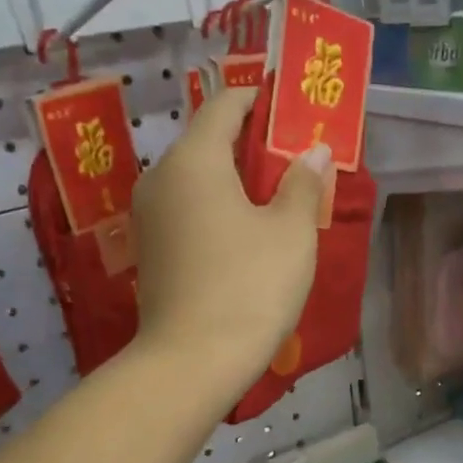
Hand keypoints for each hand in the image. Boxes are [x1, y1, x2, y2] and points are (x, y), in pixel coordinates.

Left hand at [130, 85, 332, 398]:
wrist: (191, 363)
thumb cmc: (249, 287)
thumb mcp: (291, 232)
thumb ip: (304, 183)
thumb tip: (313, 152)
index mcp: (193, 159)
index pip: (225, 105)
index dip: (260, 100)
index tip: (292, 109)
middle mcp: (161, 178)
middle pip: (208, 142)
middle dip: (252, 144)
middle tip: (296, 159)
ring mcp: (150, 216)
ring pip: (197, 179)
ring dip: (236, 180)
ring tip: (278, 198)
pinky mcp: (151, 250)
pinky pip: (188, 210)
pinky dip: (217, 207)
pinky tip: (247, 233)